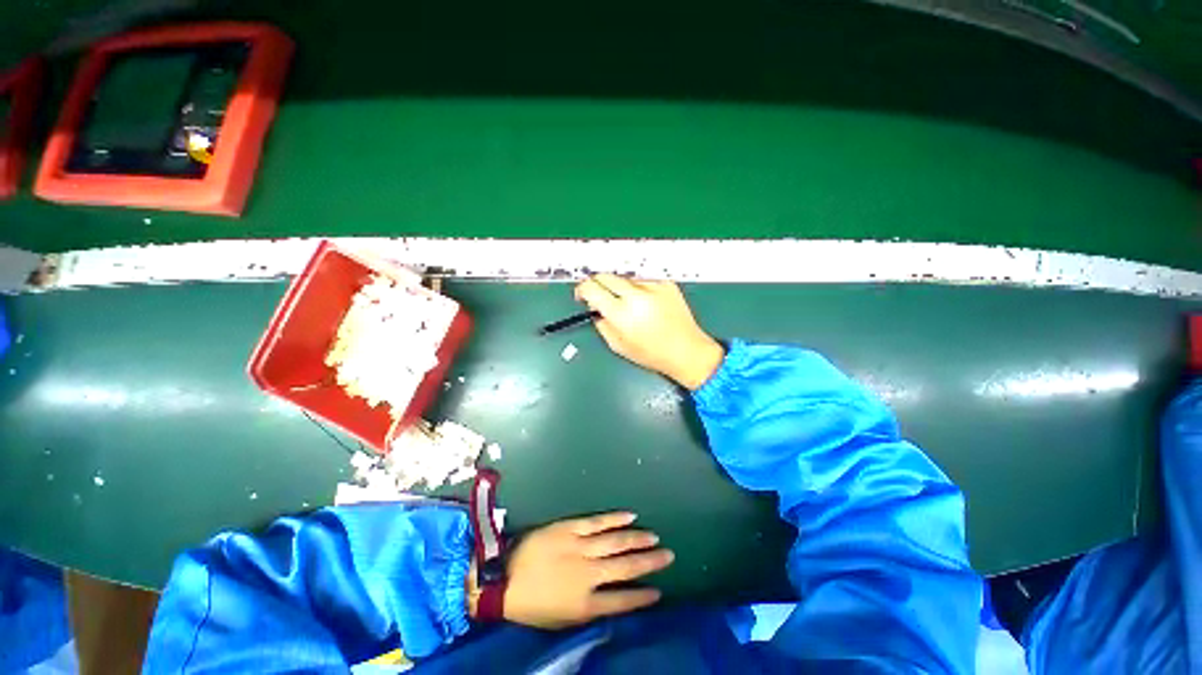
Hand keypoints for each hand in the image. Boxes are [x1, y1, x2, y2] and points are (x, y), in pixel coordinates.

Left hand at [502, 512, 673, 629]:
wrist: (503, 577)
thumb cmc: (531, 605)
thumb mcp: (561, 620)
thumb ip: (588, 611)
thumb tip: (612, 603)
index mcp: (584, 603)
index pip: (622, 601)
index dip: (642, 597)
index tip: (660, 591)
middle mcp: (587, 574)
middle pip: (625, 567)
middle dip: (649, 562)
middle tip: (669, 555)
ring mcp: (579, 547)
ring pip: (615, 542)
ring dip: (637, 539)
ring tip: (654, 537)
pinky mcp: (570, 528)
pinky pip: (597, 522)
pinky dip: (615, 519)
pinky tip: (630, 516)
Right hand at [575, 275, 724, 389]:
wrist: (687, 350)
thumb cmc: (650, 353)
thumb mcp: (617, 345)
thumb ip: (601, 323)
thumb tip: (594, 306)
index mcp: (621, 313)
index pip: (591, 288)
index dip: (582, 289)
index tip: (583, 295)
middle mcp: (636, 295)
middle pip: (605, 276)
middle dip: (598, 284)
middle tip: (601, 296)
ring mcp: (653, 286)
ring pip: (624, 277)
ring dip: (620, 287)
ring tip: (629, 304)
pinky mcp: (666, 283)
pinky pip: (643, 279)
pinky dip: (638, 288)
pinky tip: (646, 303)